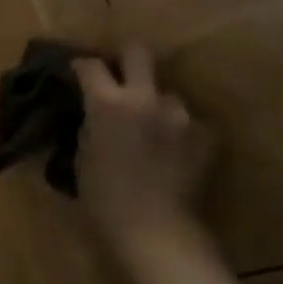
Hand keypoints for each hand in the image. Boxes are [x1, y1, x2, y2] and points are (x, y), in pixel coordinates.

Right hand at [72, 45, 212, 246]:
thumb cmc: (104, 199)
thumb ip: (90, 125)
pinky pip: (186, 123)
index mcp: (108, 103)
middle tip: (119, 76)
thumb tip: (94, 113)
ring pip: (167, 94)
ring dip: (156, 105)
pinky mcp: (205, 135)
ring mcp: (180, 115)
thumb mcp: (82, 157)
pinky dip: (176, 132)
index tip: (77, 71)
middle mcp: (146, 98)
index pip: (91, 66)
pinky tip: (170, 153)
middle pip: (138, 53)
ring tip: (151, 129)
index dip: (81, 66)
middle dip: (126, 59)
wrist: (155, 230)